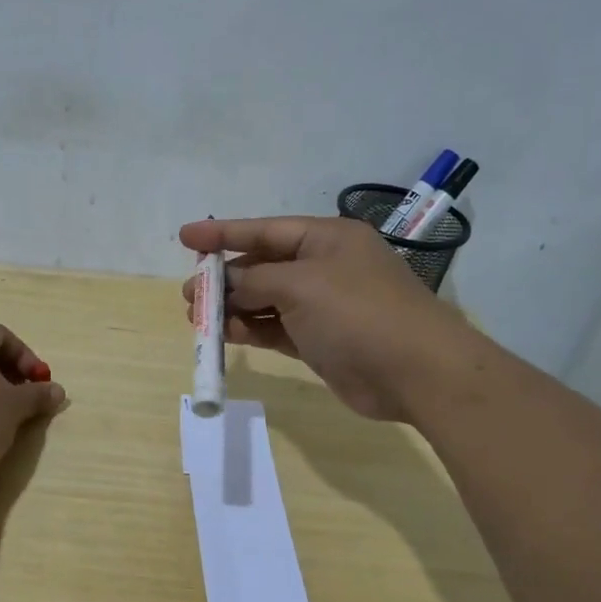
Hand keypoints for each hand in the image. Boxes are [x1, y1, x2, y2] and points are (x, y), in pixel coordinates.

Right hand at [181, 216, 462, 422]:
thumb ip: (255, 281)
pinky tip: (227, 335)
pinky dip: (252, 330)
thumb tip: (227, 286)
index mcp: (326, 239)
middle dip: (225, 279)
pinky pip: (277, 328)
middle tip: (190, 295)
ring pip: (267, 300)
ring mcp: (324, 306)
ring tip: (199, 319)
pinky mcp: (321, 340)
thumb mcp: (300, 285)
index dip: (222, 233)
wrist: (415, 372)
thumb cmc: (357, 313)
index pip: (264, 230)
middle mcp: (324, 267)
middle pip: (263, 266)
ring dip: (234, 308)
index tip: (185, 237)